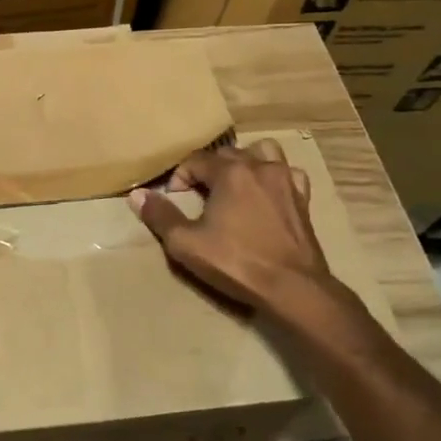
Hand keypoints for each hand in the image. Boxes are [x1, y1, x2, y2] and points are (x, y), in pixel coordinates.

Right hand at [128, 138, 334, 314]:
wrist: (292, 288)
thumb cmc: (236, 262)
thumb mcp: (186, 243)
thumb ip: (161, 216)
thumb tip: (137, 195)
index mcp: (230, 172)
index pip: (195, 160)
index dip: (179, 177)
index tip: (173, 199)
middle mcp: (259, 166)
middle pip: (226, 153)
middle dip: (208, 170)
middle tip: (197, 196)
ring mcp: (285, 180)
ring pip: (263, 152)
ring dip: (245, 161)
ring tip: (234, 184)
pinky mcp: (303, 198)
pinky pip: (288, 173)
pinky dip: (274, 176)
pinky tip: (267, 193)